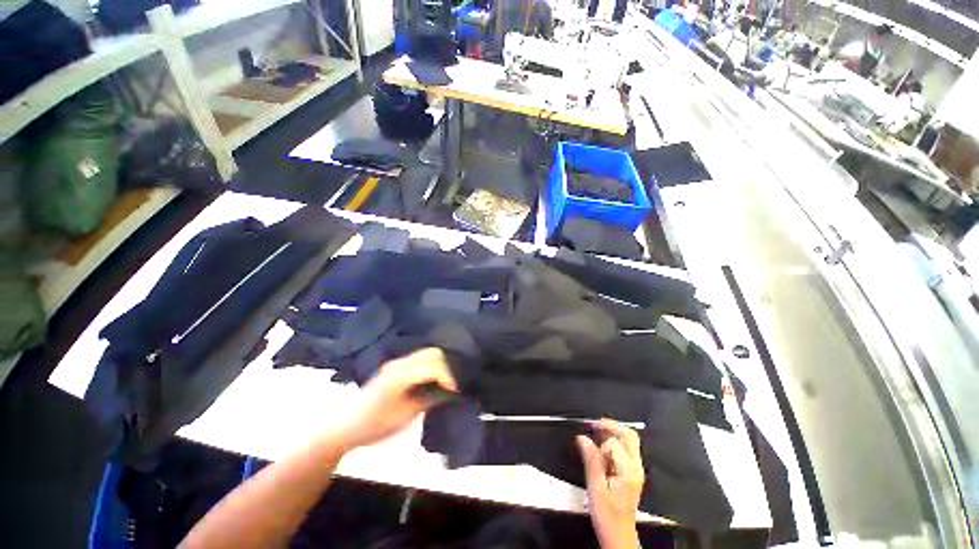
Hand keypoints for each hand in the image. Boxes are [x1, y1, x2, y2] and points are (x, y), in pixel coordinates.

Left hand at [334, 348, 457, 450]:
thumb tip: (450, 392)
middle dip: (447, 367)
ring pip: (427, 353)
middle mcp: (401, 362)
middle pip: (433, 353)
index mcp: (402, 374)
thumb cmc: (375, 425)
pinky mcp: (396, 367)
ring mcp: (397, 363)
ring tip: (445, 383)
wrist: (345, 426)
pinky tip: (433, 380)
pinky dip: (430, 366)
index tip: (456, 391)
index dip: (449, 377)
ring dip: (439, 365)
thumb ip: (429, 399)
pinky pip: (419, 359)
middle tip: (452, 385)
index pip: (434, 366)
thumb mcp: (406, 416)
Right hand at [576, 420, 644, 548]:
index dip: (600, 446)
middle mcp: (636, 467)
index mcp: (629, 471)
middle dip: (611, 427)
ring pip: (629, 441)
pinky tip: (602, 449)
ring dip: (612, 434)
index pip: (615, 443)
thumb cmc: (607, 514)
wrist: (618, 534)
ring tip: (596, 436)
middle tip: (594, 426)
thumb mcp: (595, 488)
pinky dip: (614, 443)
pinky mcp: (633, 472)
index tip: (590, 452)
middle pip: (630, 435)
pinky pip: (626, 449)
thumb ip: (591, 460)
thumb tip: (582, 437)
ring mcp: (636, 469)